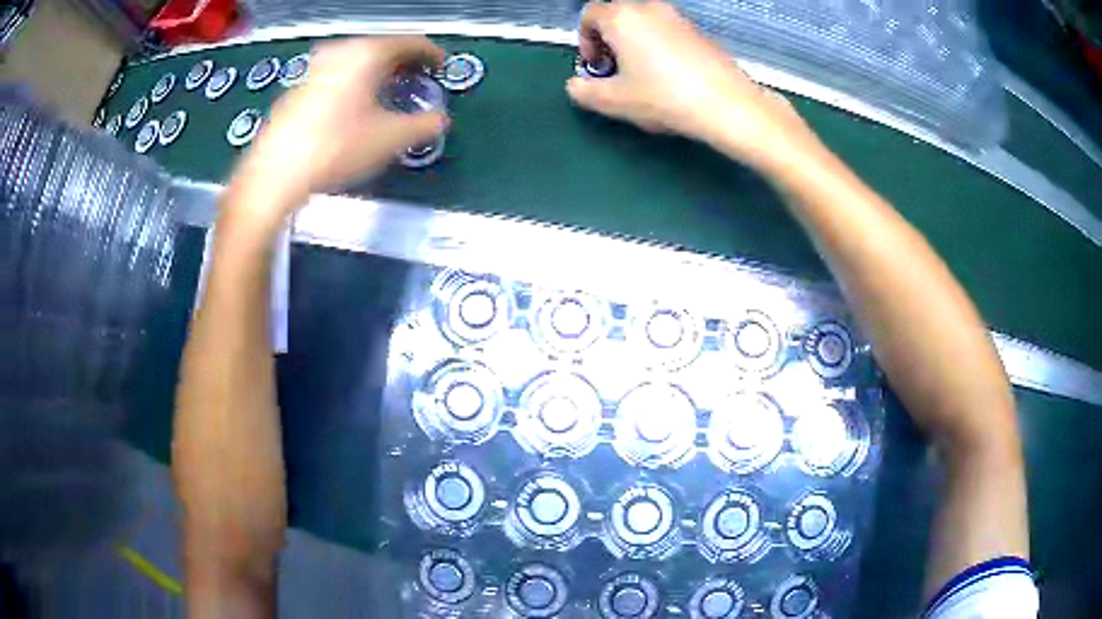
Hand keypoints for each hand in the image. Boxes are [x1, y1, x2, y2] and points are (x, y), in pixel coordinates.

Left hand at [233, 37, 448, 207]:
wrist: (275, 173)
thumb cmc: (337, 148)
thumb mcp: (391, 139)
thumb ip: (425, 125)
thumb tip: (440, 120)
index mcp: (368, 53)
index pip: (411, 42)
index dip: (432, 55)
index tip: (442, 69)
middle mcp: (341, 51)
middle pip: (383, 48)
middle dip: (405, 64)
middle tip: (419, 81)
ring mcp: (316, 67)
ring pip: (358, 62)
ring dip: (379, 74)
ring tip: (390, 93)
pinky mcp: (299, 87)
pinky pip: (338, 75)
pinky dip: (355, 83)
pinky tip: (356, 106)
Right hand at [567, 2, 813, 169]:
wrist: (727, 104)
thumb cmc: (664, 97)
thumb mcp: (614, 101)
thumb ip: (584, 91)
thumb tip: (574, 86)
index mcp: (621, 17)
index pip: (589, 15)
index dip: (584, 41)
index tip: (594, 67)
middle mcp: (648, 7)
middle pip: (617, 15)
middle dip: (608, 41)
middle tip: (615, 71)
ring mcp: (677, 17)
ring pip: (643, 23)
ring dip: (634, 43)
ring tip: (642, 75)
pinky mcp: (699, 31)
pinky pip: (667, 31)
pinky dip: (658, 45)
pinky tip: (670, 75)